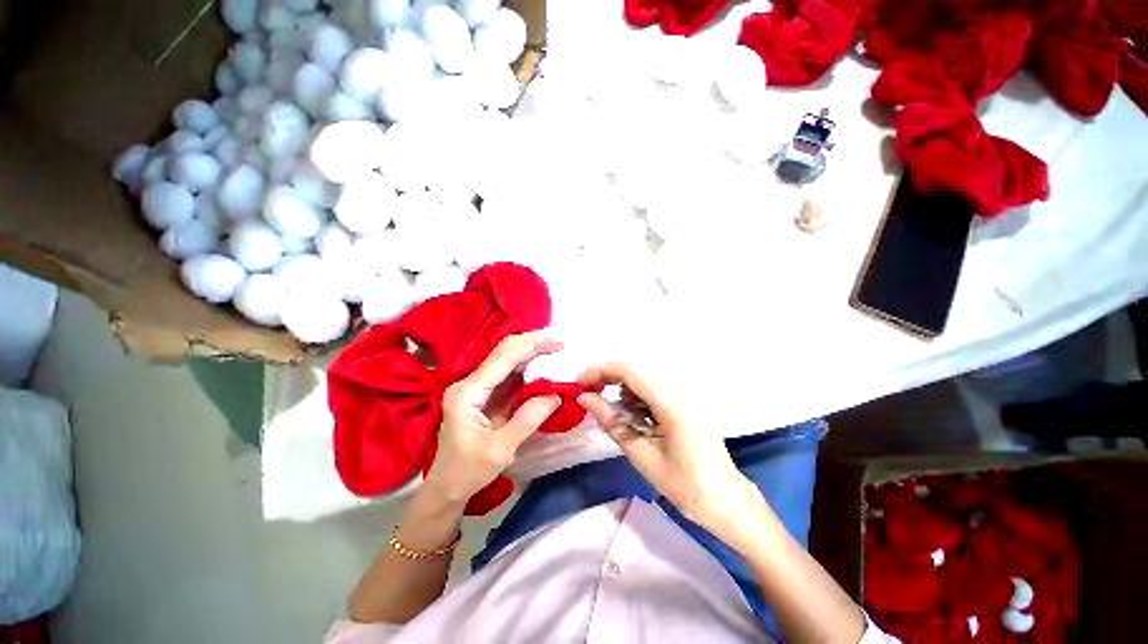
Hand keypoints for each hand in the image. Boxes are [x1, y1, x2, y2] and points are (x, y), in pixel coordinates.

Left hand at [422, 333, 563, 506]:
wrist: (446, 488)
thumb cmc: (468, 472)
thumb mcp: (500, 450)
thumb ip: (528, 420)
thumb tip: (556, 395)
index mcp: (468, 392)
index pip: (503, 358)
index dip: (532, 345)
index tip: (559, 343)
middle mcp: (471, 383)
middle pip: (504, 352)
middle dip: (533, 343)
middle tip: (560, 344)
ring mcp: (478, 388)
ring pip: (507, 360)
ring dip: (532, 353)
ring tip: (556, 351)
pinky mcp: (486, 395)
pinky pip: (509, 375)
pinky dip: (529, 369)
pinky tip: (544, 367)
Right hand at [577, 362, 767, 545]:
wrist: (727, 502)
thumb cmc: (686, 485)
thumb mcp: (641, 454)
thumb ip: (611, 421)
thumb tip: (584, 398)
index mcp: (670, 401)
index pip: (628, 370)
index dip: (599, 371)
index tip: (578, 385)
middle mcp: (678, 389)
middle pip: (633, 370)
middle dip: (607, 380)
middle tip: (590, 400)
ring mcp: (683, 394)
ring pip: (641, 380)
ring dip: (622, 392)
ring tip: (618, 420)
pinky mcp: (684, 402)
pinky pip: (652, 390)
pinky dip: (636, 400)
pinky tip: (636, 421)